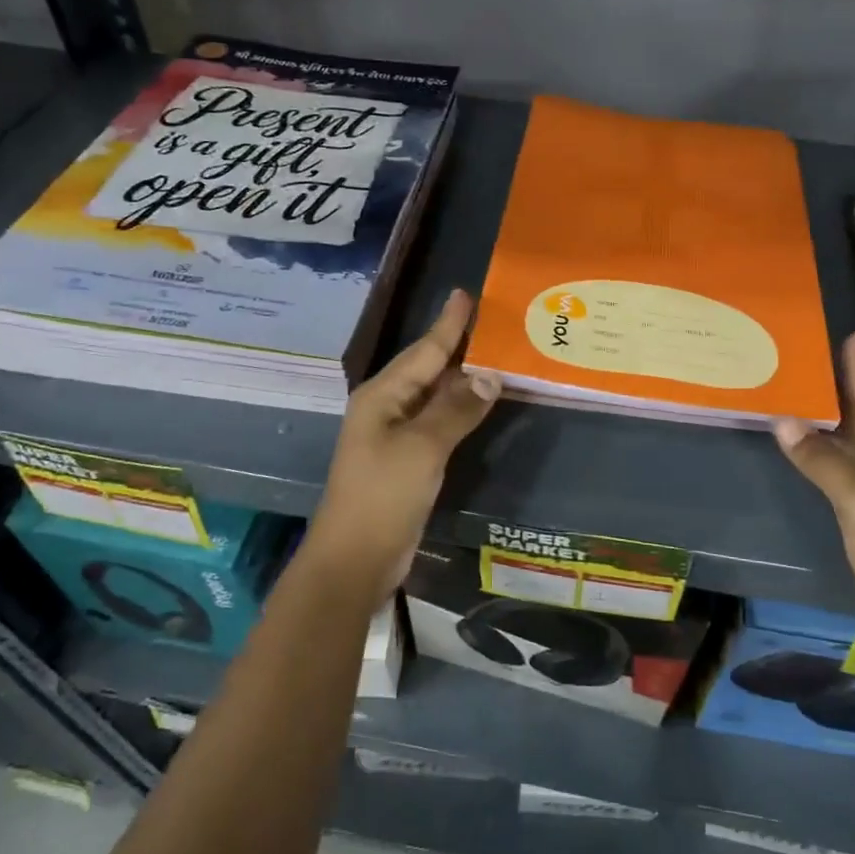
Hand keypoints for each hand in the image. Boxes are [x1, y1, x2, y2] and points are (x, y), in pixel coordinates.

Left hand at [310, 290, 500, 602]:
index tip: (465, 293)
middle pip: (430, 368)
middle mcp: (388, 407)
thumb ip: (456, 409)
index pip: (425, 350)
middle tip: (497, 323)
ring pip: (437, 396)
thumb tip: (490, 375)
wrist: (354, 560)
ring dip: (465, 378)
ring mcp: (397, 435)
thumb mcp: (422, 448)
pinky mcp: (409, 460)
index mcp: (383, 395)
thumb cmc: (382, 496)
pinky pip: (440, 422)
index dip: (448, 323)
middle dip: (461, 346)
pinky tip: (483, 404)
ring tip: (499, 357)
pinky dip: (463, 410)